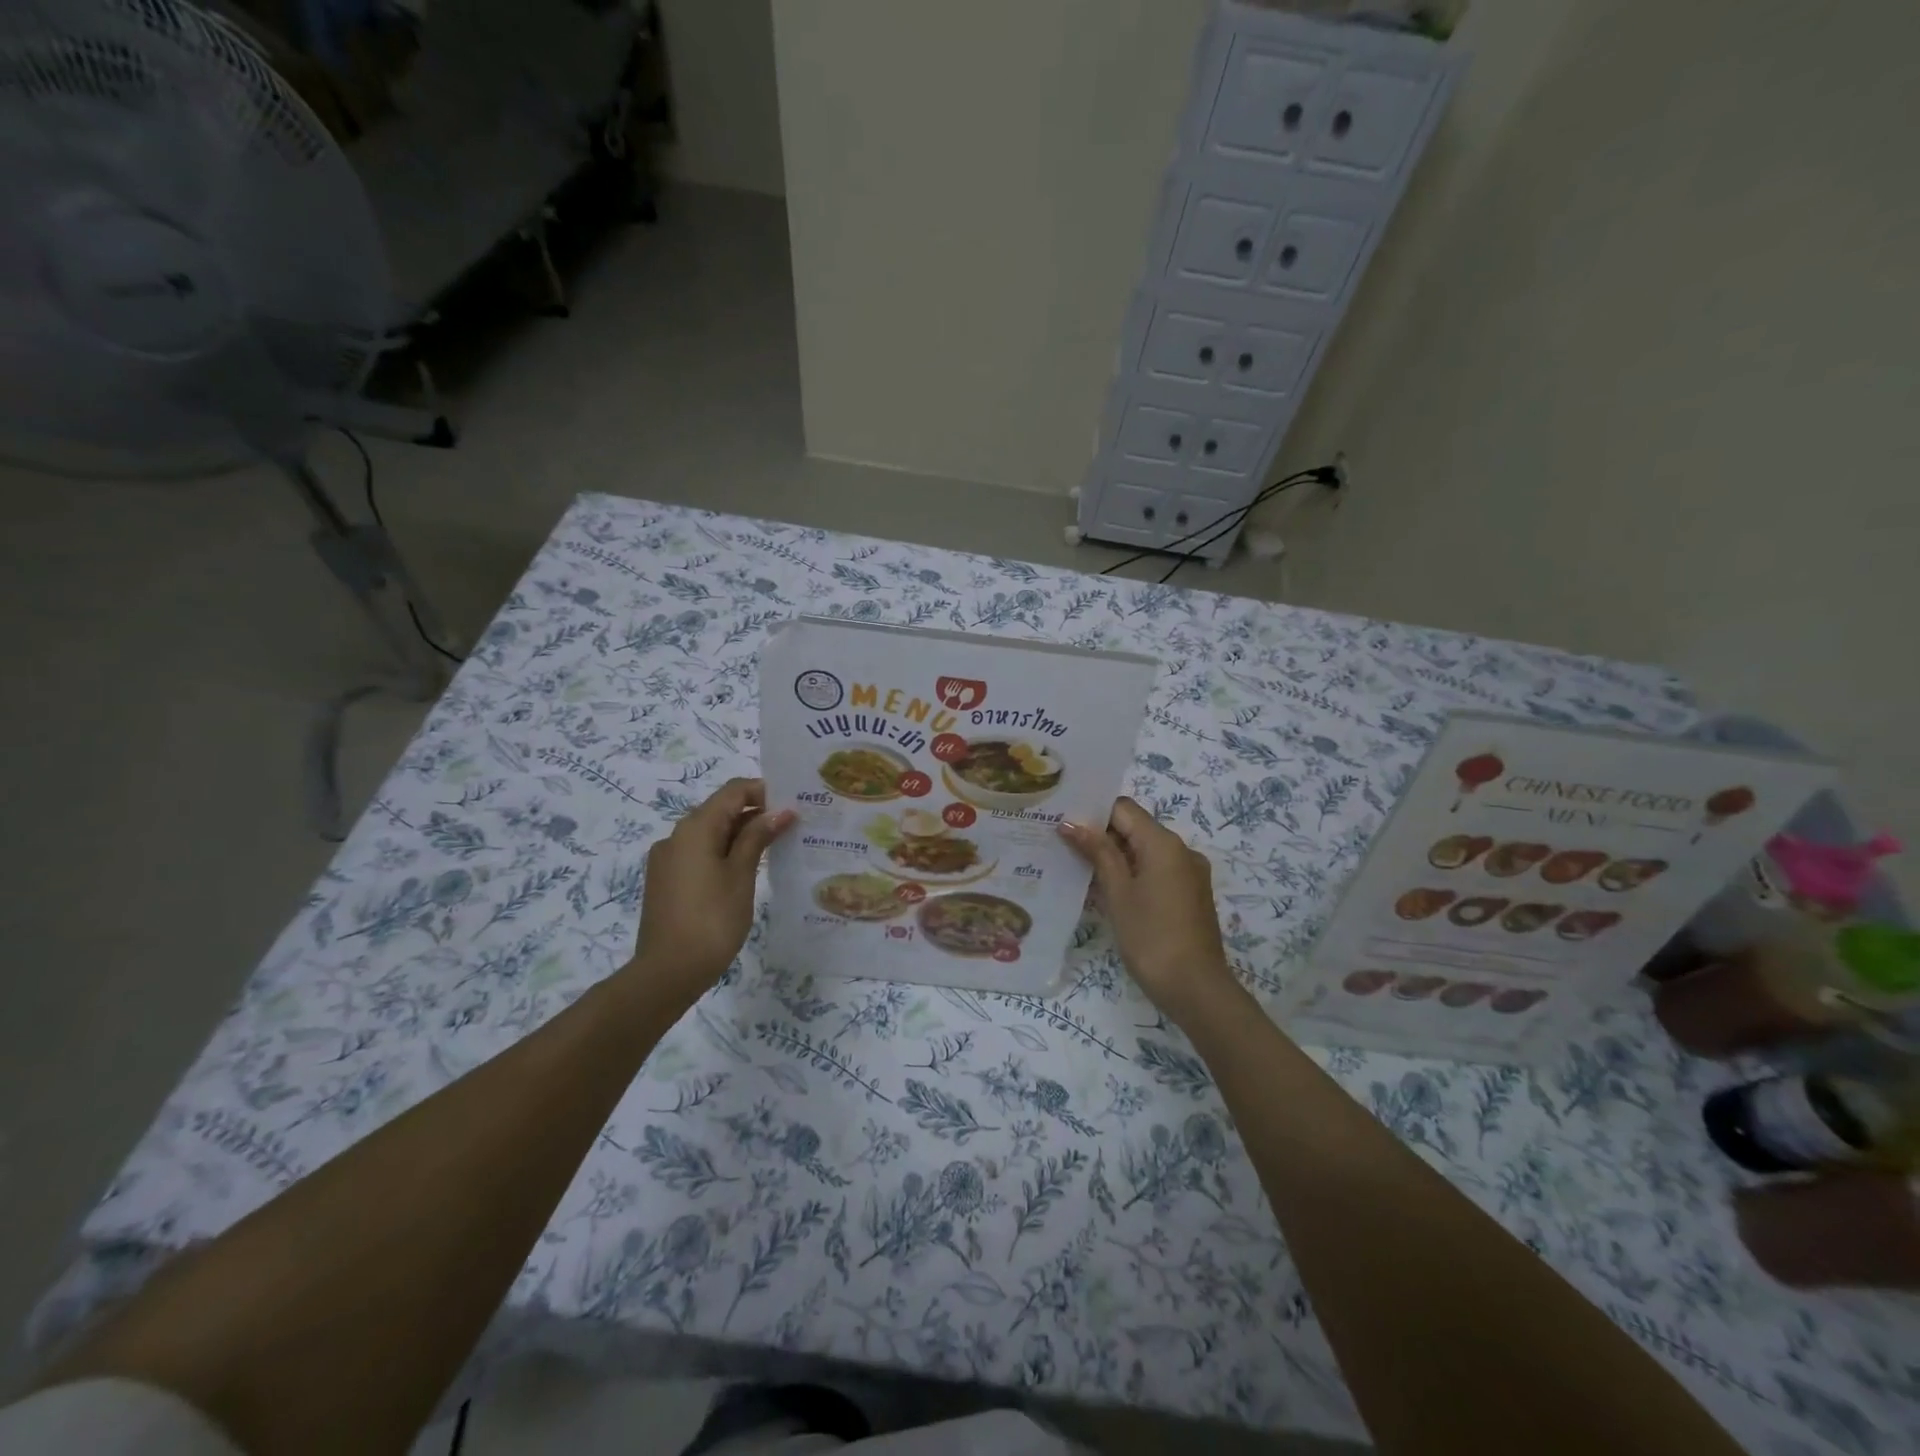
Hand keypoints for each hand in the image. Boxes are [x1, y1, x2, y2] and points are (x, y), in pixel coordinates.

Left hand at [629, 778, 793, 1004]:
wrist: (668, 972)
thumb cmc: (712, 919)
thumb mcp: (741, 875)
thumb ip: (758, 837)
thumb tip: (780, 811)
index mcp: (695, 828)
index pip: (733, 791)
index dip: (764, 792)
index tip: (793, 806)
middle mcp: (676, 836)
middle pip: (720, 810)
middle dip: (756, 814)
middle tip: (791, 828)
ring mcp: (668, 860)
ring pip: (710, 834)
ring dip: (741, 835)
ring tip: (775, 850)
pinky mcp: (666, 881)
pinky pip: (700, 854)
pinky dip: (724, 854)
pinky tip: (746, 872)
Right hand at [1060, 797, 1241, 1026]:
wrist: (1196, 989)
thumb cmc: (1151, 937)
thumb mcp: (1118, 893)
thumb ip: (1097, 853)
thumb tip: (1071, 822)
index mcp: (1164, 843)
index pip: (1123, 809)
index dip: (1093, 811)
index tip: (1063, 821)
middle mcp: (1181, 850)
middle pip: (1134, 828)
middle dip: (1100, 835)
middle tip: (1061, 843)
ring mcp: (1188, 874)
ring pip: (1144, 851)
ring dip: (1113, 857)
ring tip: (1076, 866)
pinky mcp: (1188, 895)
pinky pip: (1155, 871)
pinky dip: (1131, 874)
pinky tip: (1104, 890)